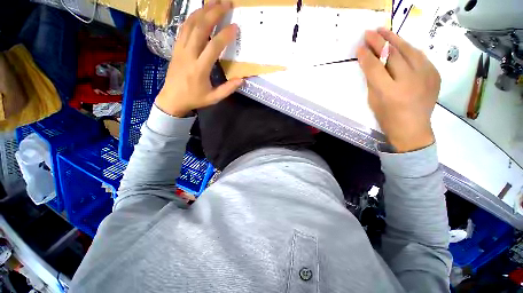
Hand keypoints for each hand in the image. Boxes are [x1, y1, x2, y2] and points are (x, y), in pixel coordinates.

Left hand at [155, 0, 241, 116]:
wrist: (172, 99)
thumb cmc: (194, 99)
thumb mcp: (214, 98)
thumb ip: (228, 89)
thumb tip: (242, 80)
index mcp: (200, 69)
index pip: (213, 47)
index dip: (225, 35)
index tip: (235, 26)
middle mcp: (189, 55)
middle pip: (200, 28)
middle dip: (213, 13)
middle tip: (226, 3)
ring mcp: (180, 49)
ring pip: (190, 25)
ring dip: (202, 11)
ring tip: (214, 2)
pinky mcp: (176, 48)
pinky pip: (183, 29)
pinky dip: (191, 18)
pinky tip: (199, 13)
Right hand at [357, 28, 440, 152]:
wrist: (413, 128)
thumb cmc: (388, 118)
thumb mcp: (374, 101)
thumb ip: (373, 81)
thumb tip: (370, 63)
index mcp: (390, 92)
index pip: (375, 67)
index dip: (366, 56)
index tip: (359, 47)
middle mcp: (409, 81)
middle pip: (393, 55)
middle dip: (379, 42)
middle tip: (369, 32)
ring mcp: (426, 76)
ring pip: (409, 51)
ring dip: (395, 39)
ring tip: (384, 31)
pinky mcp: (434, 75)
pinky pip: (420, 56)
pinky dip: (408, 49)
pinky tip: (401, 45)